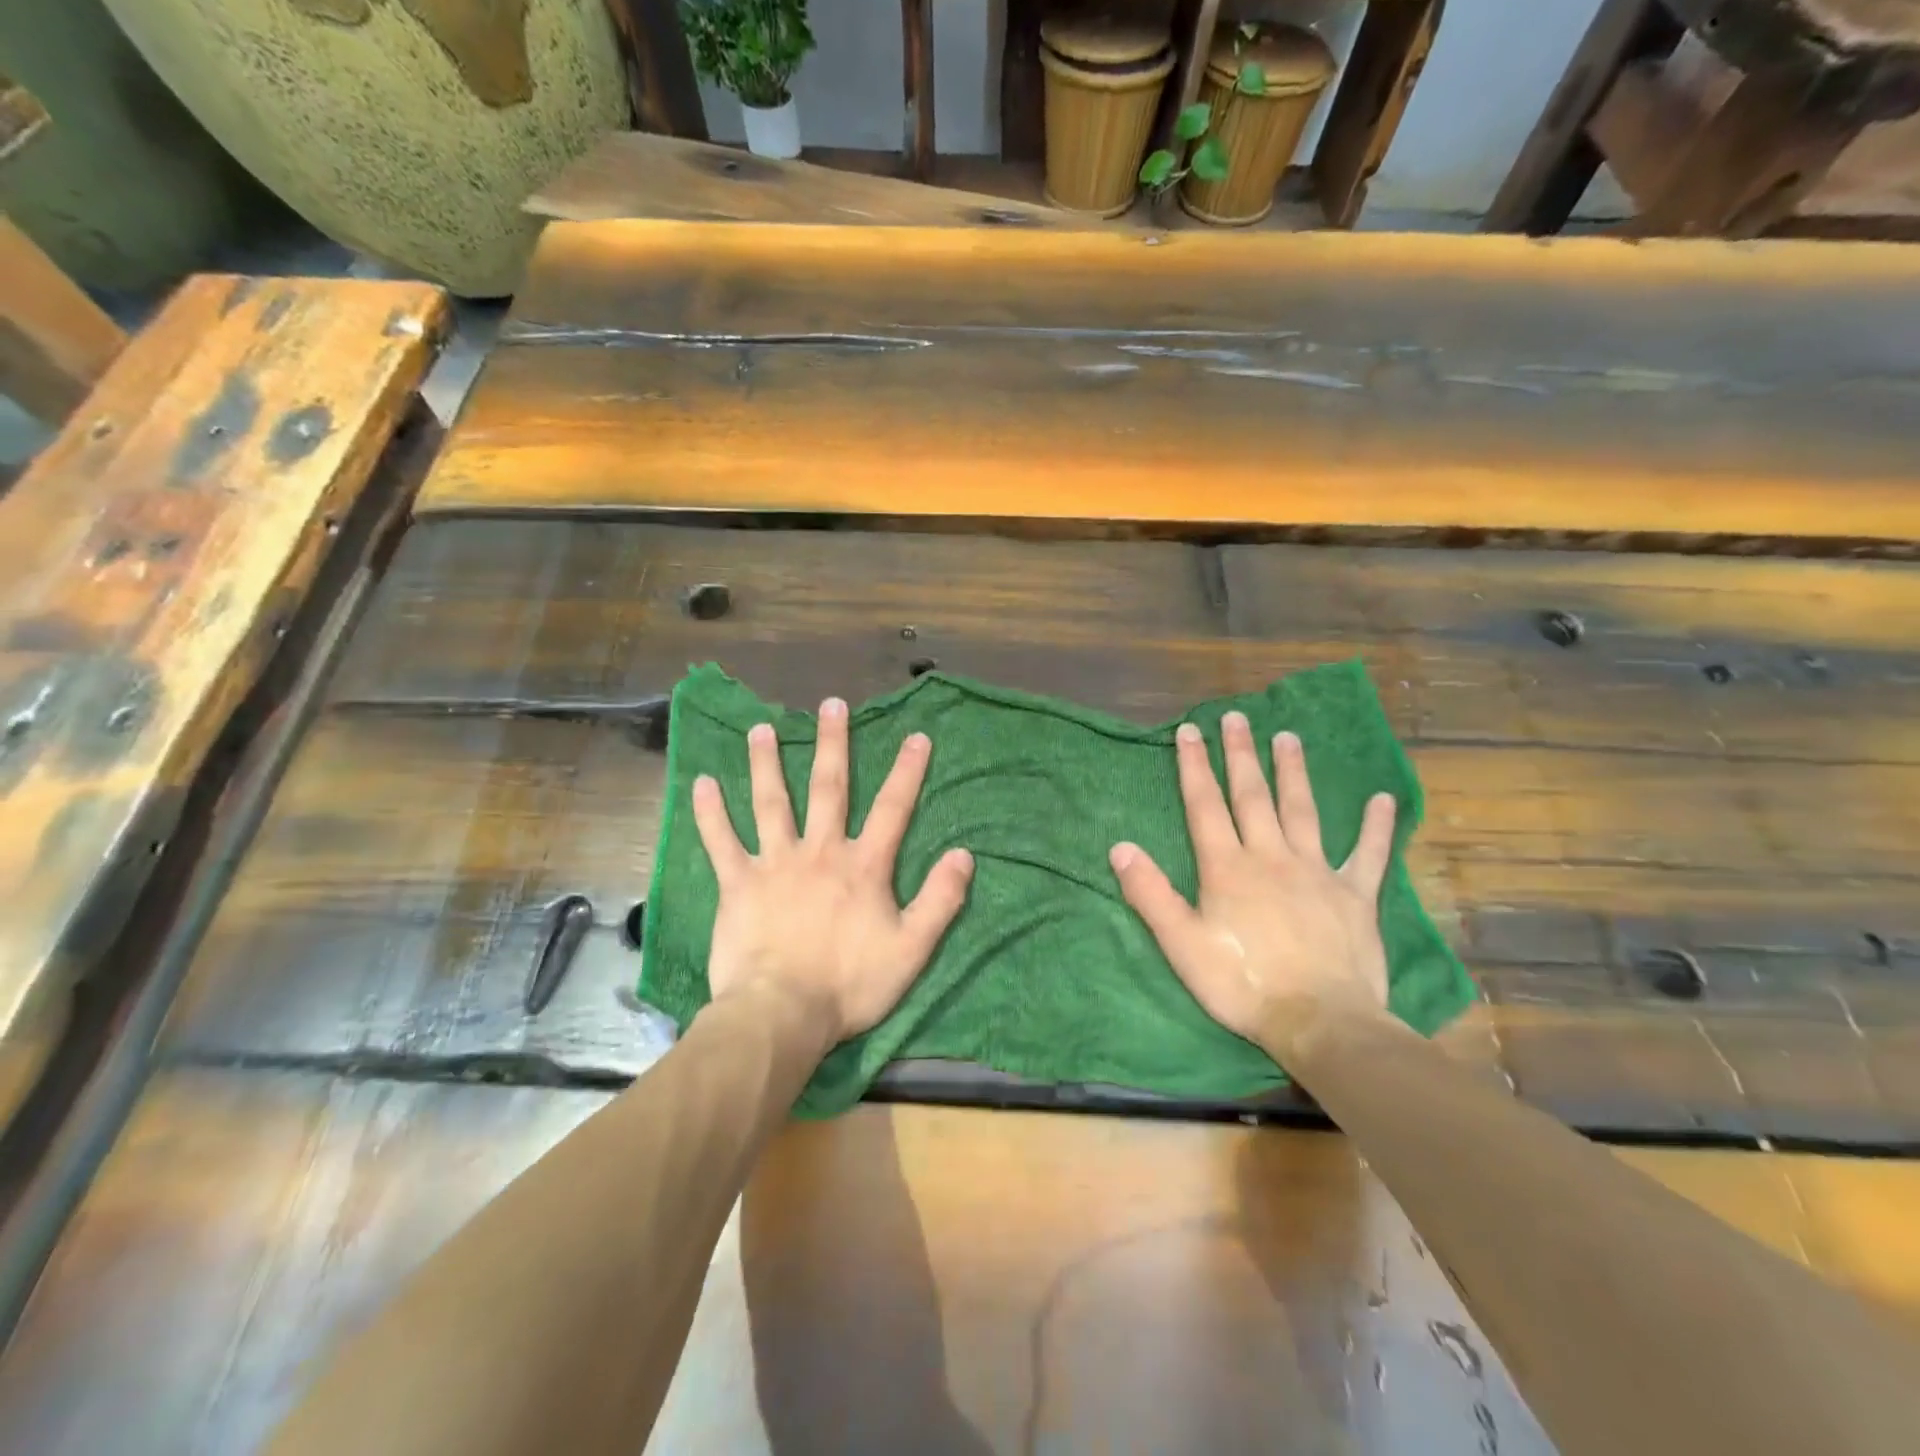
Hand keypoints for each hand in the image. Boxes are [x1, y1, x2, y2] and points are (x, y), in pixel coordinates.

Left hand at [692, 697, 973, 1044]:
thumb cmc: (851, 984)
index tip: (916, 736)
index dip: (907, 771)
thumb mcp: (912, 948)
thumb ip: (940, 900)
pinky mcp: (738, 884)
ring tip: (761, 728)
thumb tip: (964, 855)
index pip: (892, 808)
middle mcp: (820, 851)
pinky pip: (721, 842)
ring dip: (766, 763)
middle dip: (832, 744)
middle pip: (828, 787)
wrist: (783, 1013)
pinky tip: (702, 784)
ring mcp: (775, 863)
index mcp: (863, 865)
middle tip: (831, 705)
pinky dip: (710, 813)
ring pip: (771, 802)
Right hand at [1109, 713, 1396, 1059]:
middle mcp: (1271, 857)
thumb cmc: (1243, 985)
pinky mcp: (1355, 895)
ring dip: (1294, 772)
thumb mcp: (1182, 945)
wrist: (1320, 1022)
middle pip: (1253, 796)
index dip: (1195, 766)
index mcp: (1227, 868)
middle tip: (1239, 717)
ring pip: (1303, 811)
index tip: (1190, 731)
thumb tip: (1119, 847)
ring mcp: (1317, 872)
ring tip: (1289, 737)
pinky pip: (1369, 853)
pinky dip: (1375, 826)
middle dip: (1242, 754)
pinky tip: (1381, 797)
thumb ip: (1150, 894)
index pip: (1205, 805)